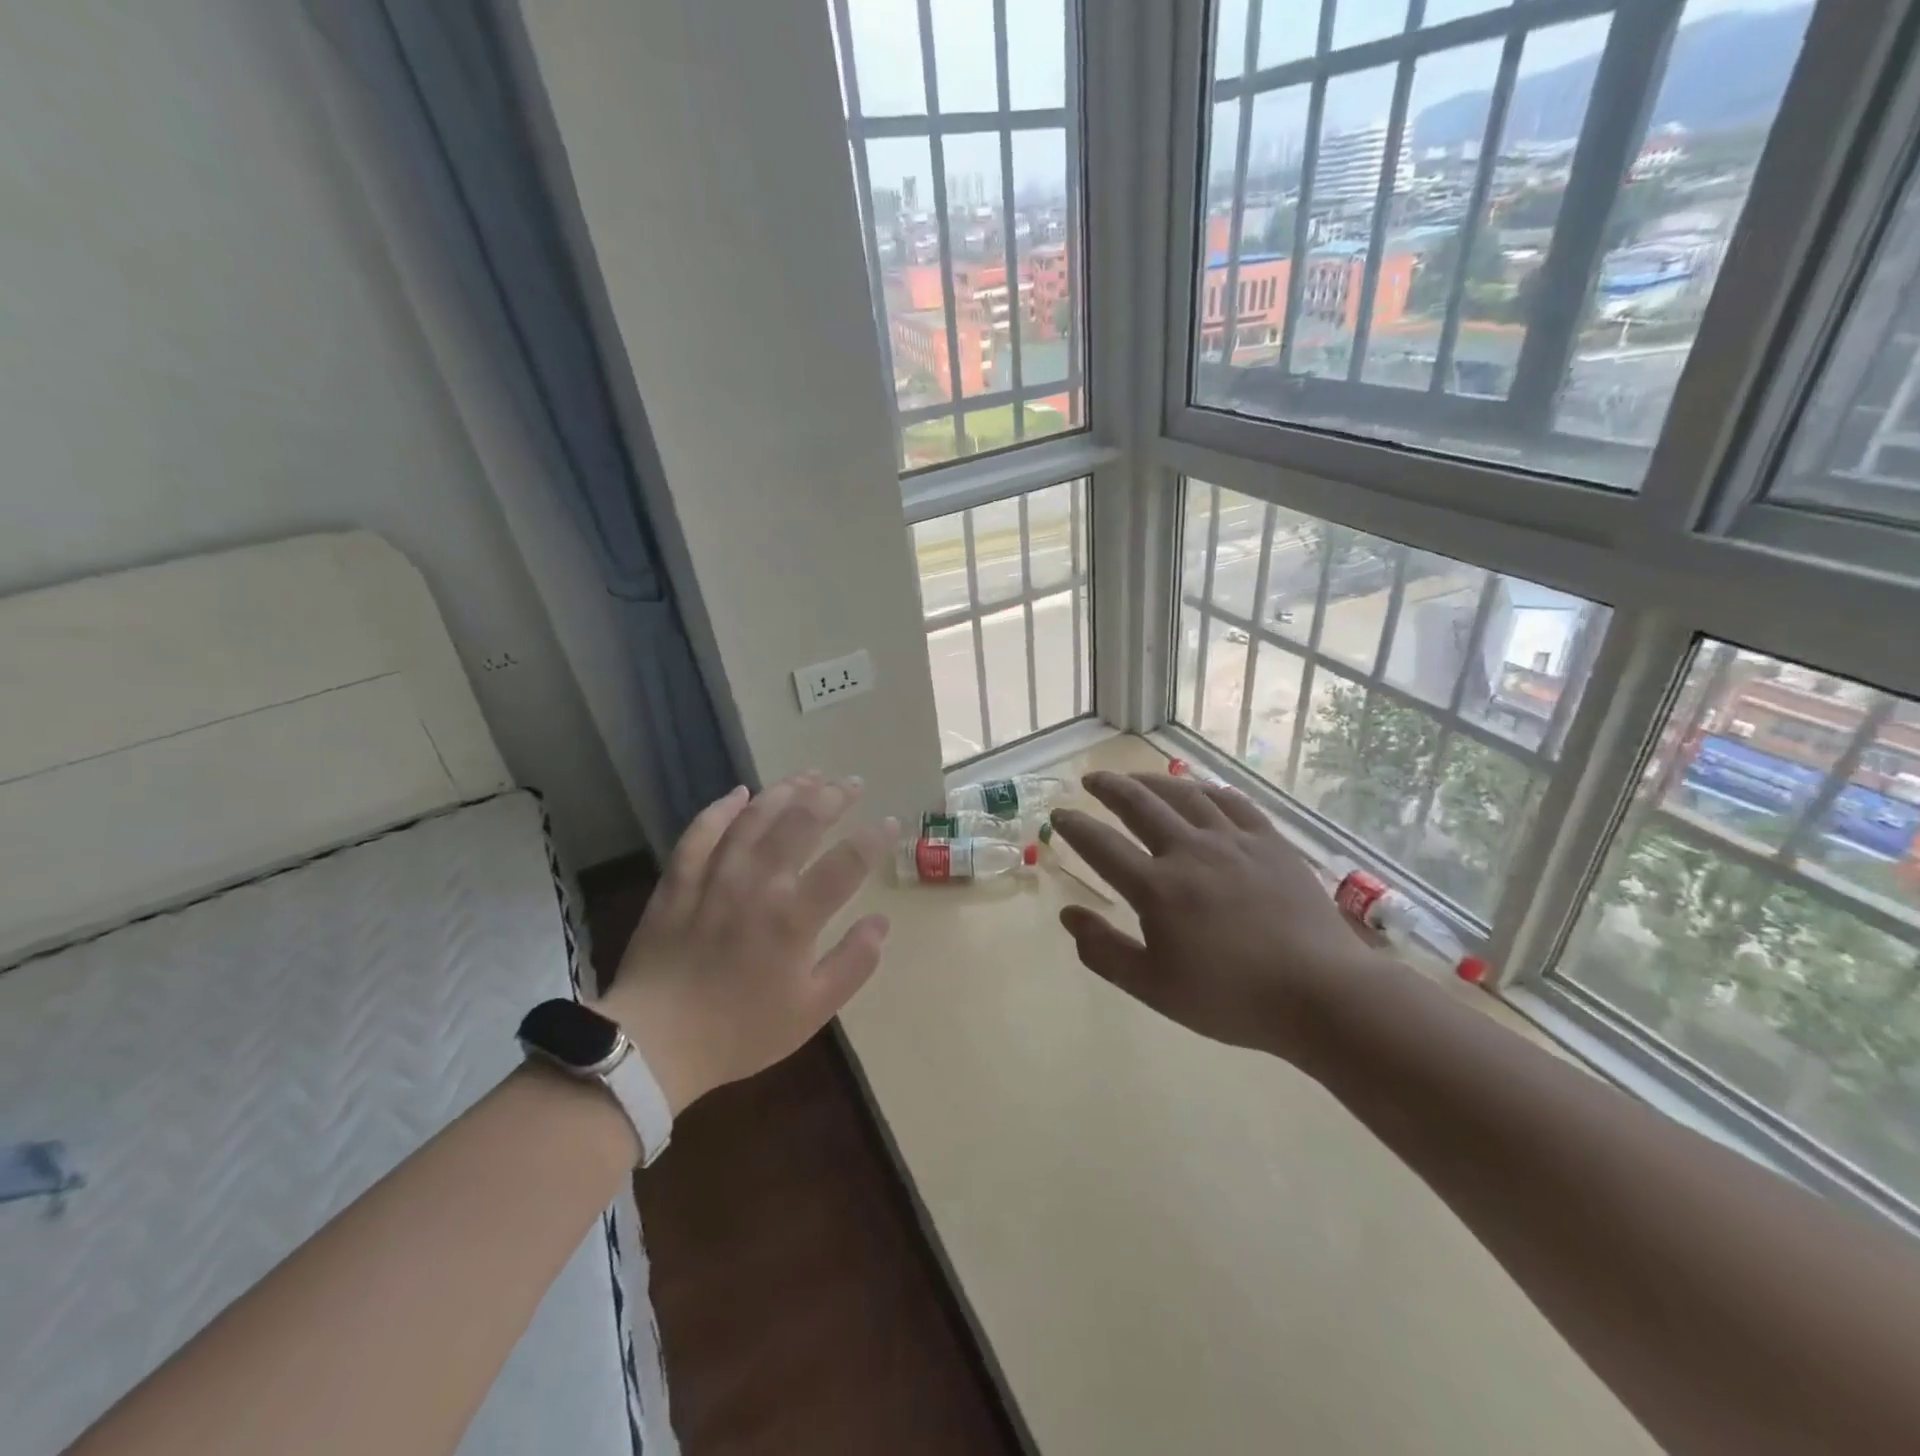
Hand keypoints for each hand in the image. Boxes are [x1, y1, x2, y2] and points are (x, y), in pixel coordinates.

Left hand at [599, 773, 896, 1114]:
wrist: (655, 1043)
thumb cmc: (740, 1030)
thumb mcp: (812, 1010)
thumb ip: (853, 963)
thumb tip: (881, 922)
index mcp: (794, 916)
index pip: (847, 862)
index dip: (874, 838)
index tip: (891, 822)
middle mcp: (758, 883)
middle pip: (801, 823)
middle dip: (832, 797)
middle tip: (851, 782)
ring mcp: (715, 876)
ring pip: (755, 817)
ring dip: (785, 791)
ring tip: (809, 775)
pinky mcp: (679, 879)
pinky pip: (701, 832)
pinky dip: (721, 809)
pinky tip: (739, 793)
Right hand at [1048, 770, 1382, 1066]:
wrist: (1321, 994)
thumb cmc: (1231, 998)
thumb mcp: (1154, 987)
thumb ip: (1104, 951)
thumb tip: (1068, 914)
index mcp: (1157, 888)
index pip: (1102, 846)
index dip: (1075, 827)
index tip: (1058, 814)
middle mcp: (1190, 851)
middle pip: (1140, 805)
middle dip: (1109, 788)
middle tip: (1091, 778)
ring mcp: (1233, 841)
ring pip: (1185, 795)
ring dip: (1153, 781)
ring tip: (1135, 777)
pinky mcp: (1270, 842)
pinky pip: (1233, 802)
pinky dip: (1207, 790)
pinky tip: (1199, 789)